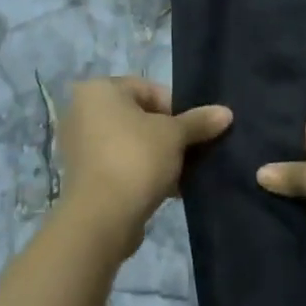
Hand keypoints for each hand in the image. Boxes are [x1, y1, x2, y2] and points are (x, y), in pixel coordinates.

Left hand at [58, 77, 231, 248]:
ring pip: (131, 143)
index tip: (194, 129)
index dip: (177, 107)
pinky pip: (121, 164)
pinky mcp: (84, 176)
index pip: (148, 89)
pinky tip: (169, 189)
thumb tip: (226, 113)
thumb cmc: (136, 159)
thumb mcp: (175, 135)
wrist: (102, 217)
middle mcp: (82, 112)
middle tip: (192, 151)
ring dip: (159, 155)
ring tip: (184, 172)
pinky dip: (143, 172)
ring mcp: (79, 146)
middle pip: (139, 116)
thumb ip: (199, 121)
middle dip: (169, 134)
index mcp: (98, 91)